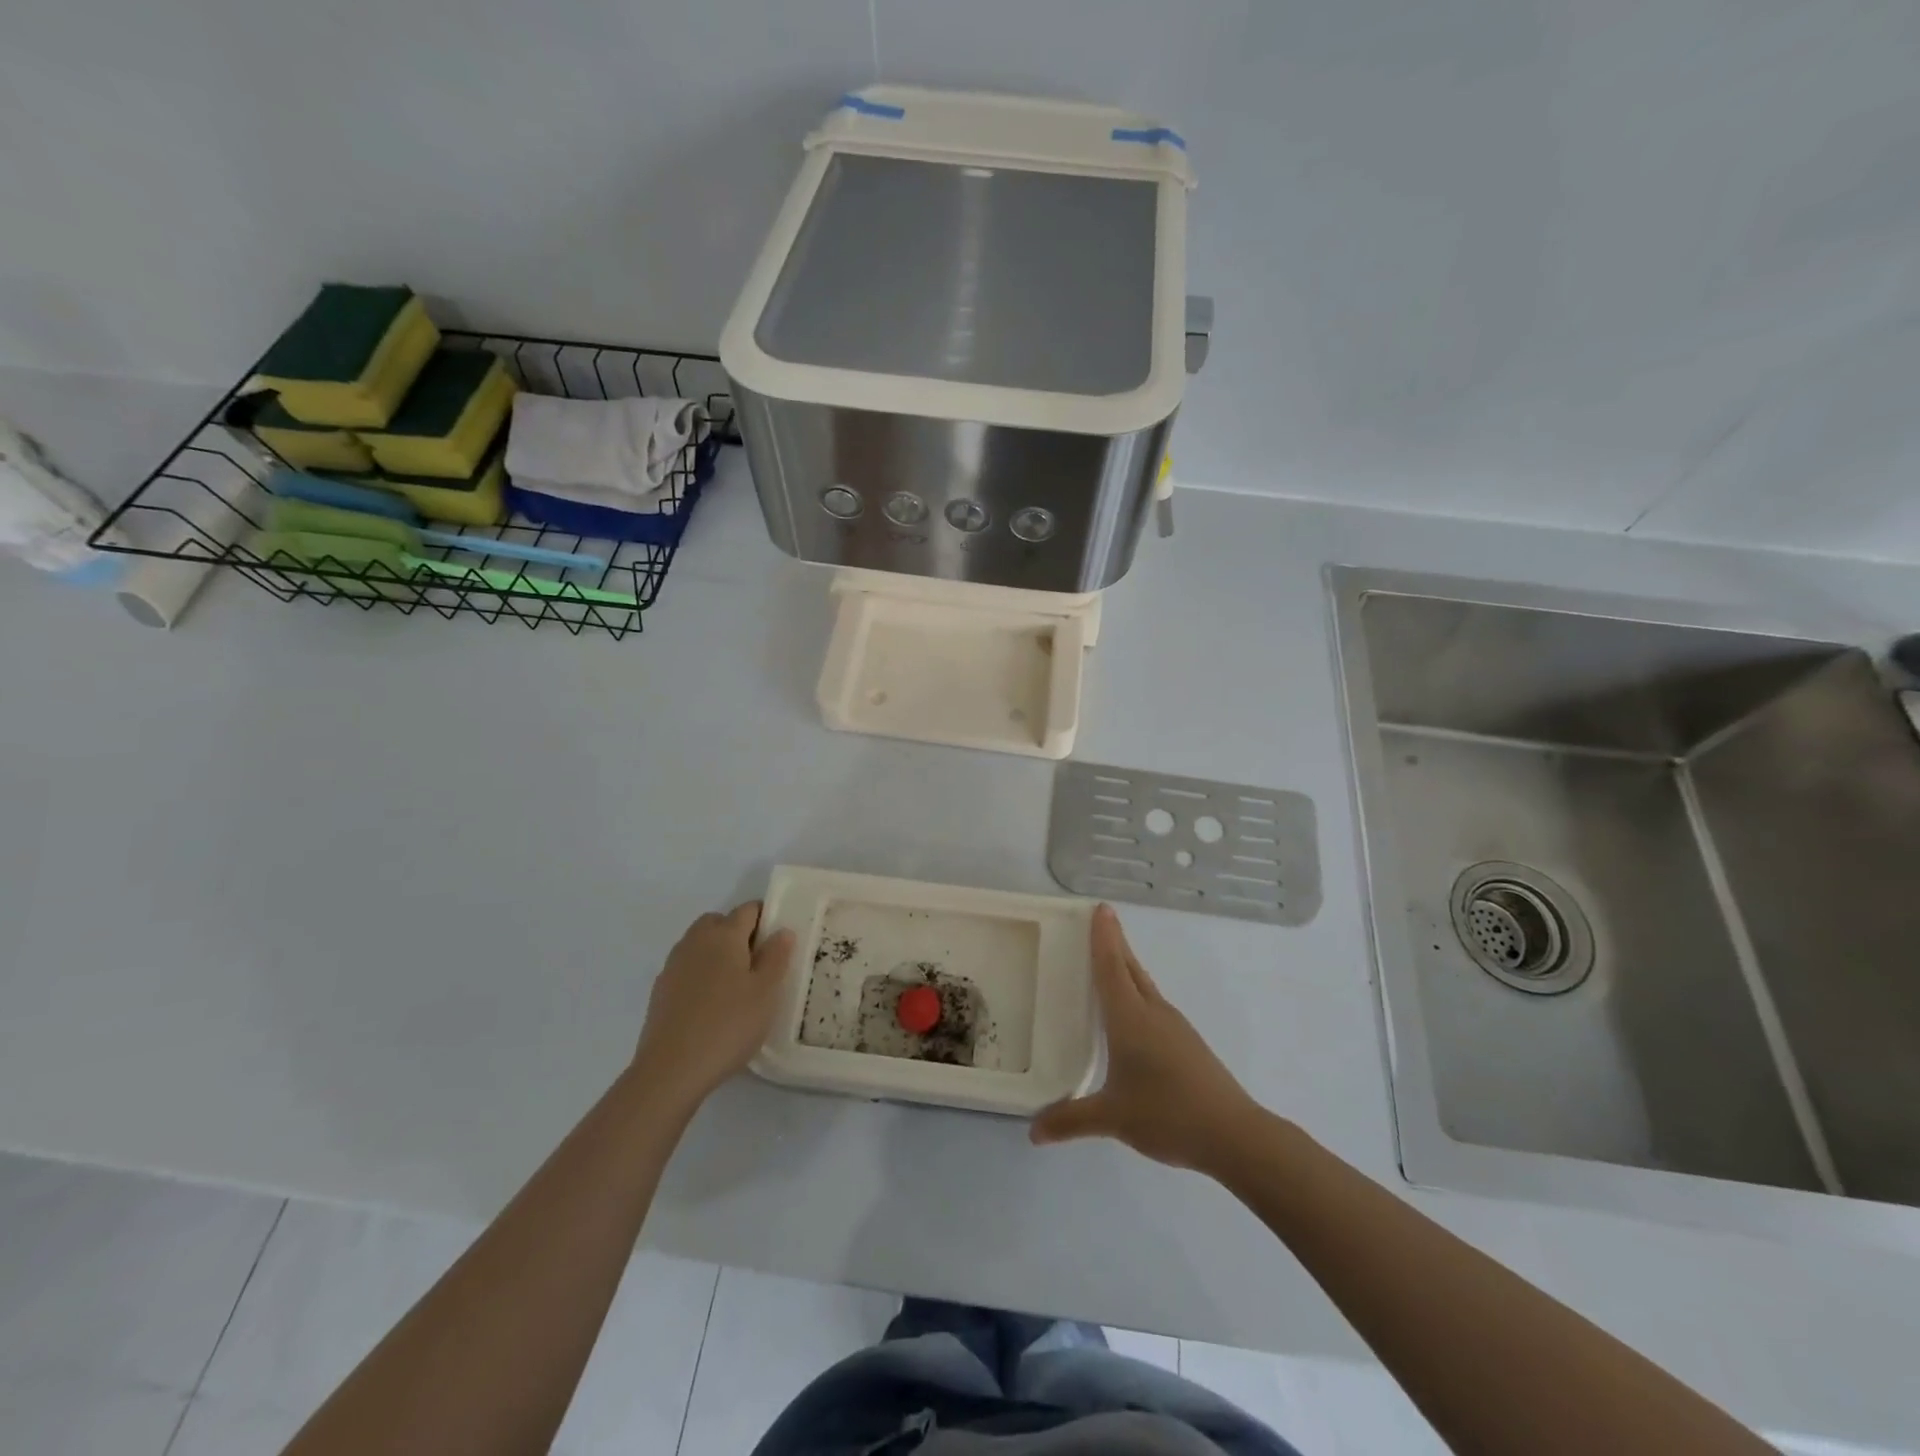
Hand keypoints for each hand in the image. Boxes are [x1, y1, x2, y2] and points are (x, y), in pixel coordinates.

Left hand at [632, 904, 794, 1109]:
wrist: (671, 1069)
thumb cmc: (728, 1025)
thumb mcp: (766, 992)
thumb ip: (776, 957)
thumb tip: (782, 931)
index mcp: (724, 935)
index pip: (748, 910)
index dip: (766, 918)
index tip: (778, 942)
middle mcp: (695, 941)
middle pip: (719, 922)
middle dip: (738, 933)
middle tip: (757, 963)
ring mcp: (673, 965)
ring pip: (699, 944)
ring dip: (717, 953)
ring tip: (735, 987)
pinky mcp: (660, 990)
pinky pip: (686, 968)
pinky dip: (700, 974)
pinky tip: (710, 1005)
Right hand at [1030, 904, 1261, 1171]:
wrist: (1233, 1134)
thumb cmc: (1167, 1114)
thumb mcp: (1113, 1118)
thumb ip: (1071, 1120)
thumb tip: (1033, 1132)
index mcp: (1131, 1018)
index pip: (1111, 967)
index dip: (1103, 937)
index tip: (1100, 908)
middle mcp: (1153, 1012)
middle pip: (1130, 967)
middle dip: (1114, 943)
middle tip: (1100, 921)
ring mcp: (1174, 1026)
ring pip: (1144, 985)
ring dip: (1126, 967)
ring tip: (1109, 961)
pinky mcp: (1187, 1043)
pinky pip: (1154, 1004)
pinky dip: (1137, 992)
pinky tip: (1132, 1013)